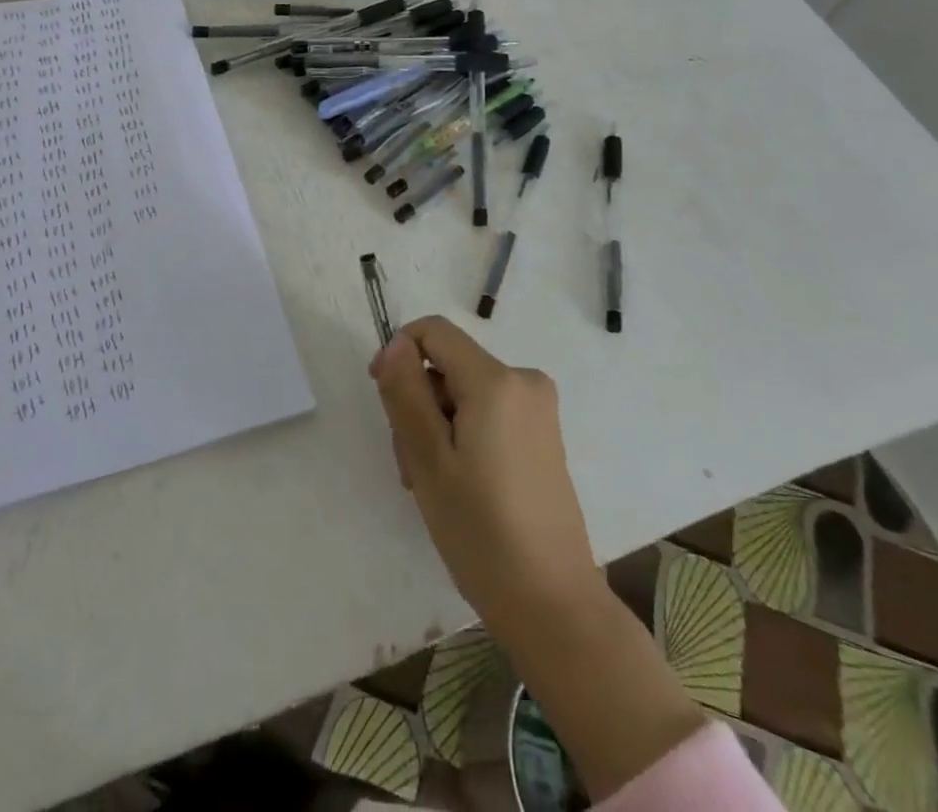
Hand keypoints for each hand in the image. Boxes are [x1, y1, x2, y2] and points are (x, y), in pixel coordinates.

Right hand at [371, 317, 704, 798]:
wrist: (554, 606)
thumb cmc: (482, 532)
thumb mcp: (428, 459)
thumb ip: (406, 391)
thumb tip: (396, 342)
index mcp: (497, 380)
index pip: (434, 332)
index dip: (398, 354)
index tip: (384, 398)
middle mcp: (524, 381)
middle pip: (448, 366)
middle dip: (419, 403)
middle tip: (410, 464)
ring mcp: (539, 410)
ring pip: (465, 393)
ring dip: (437, 426)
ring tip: (432, 484)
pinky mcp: (543, 436)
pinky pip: (488, 412)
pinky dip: (463, 436)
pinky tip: (459, 485)